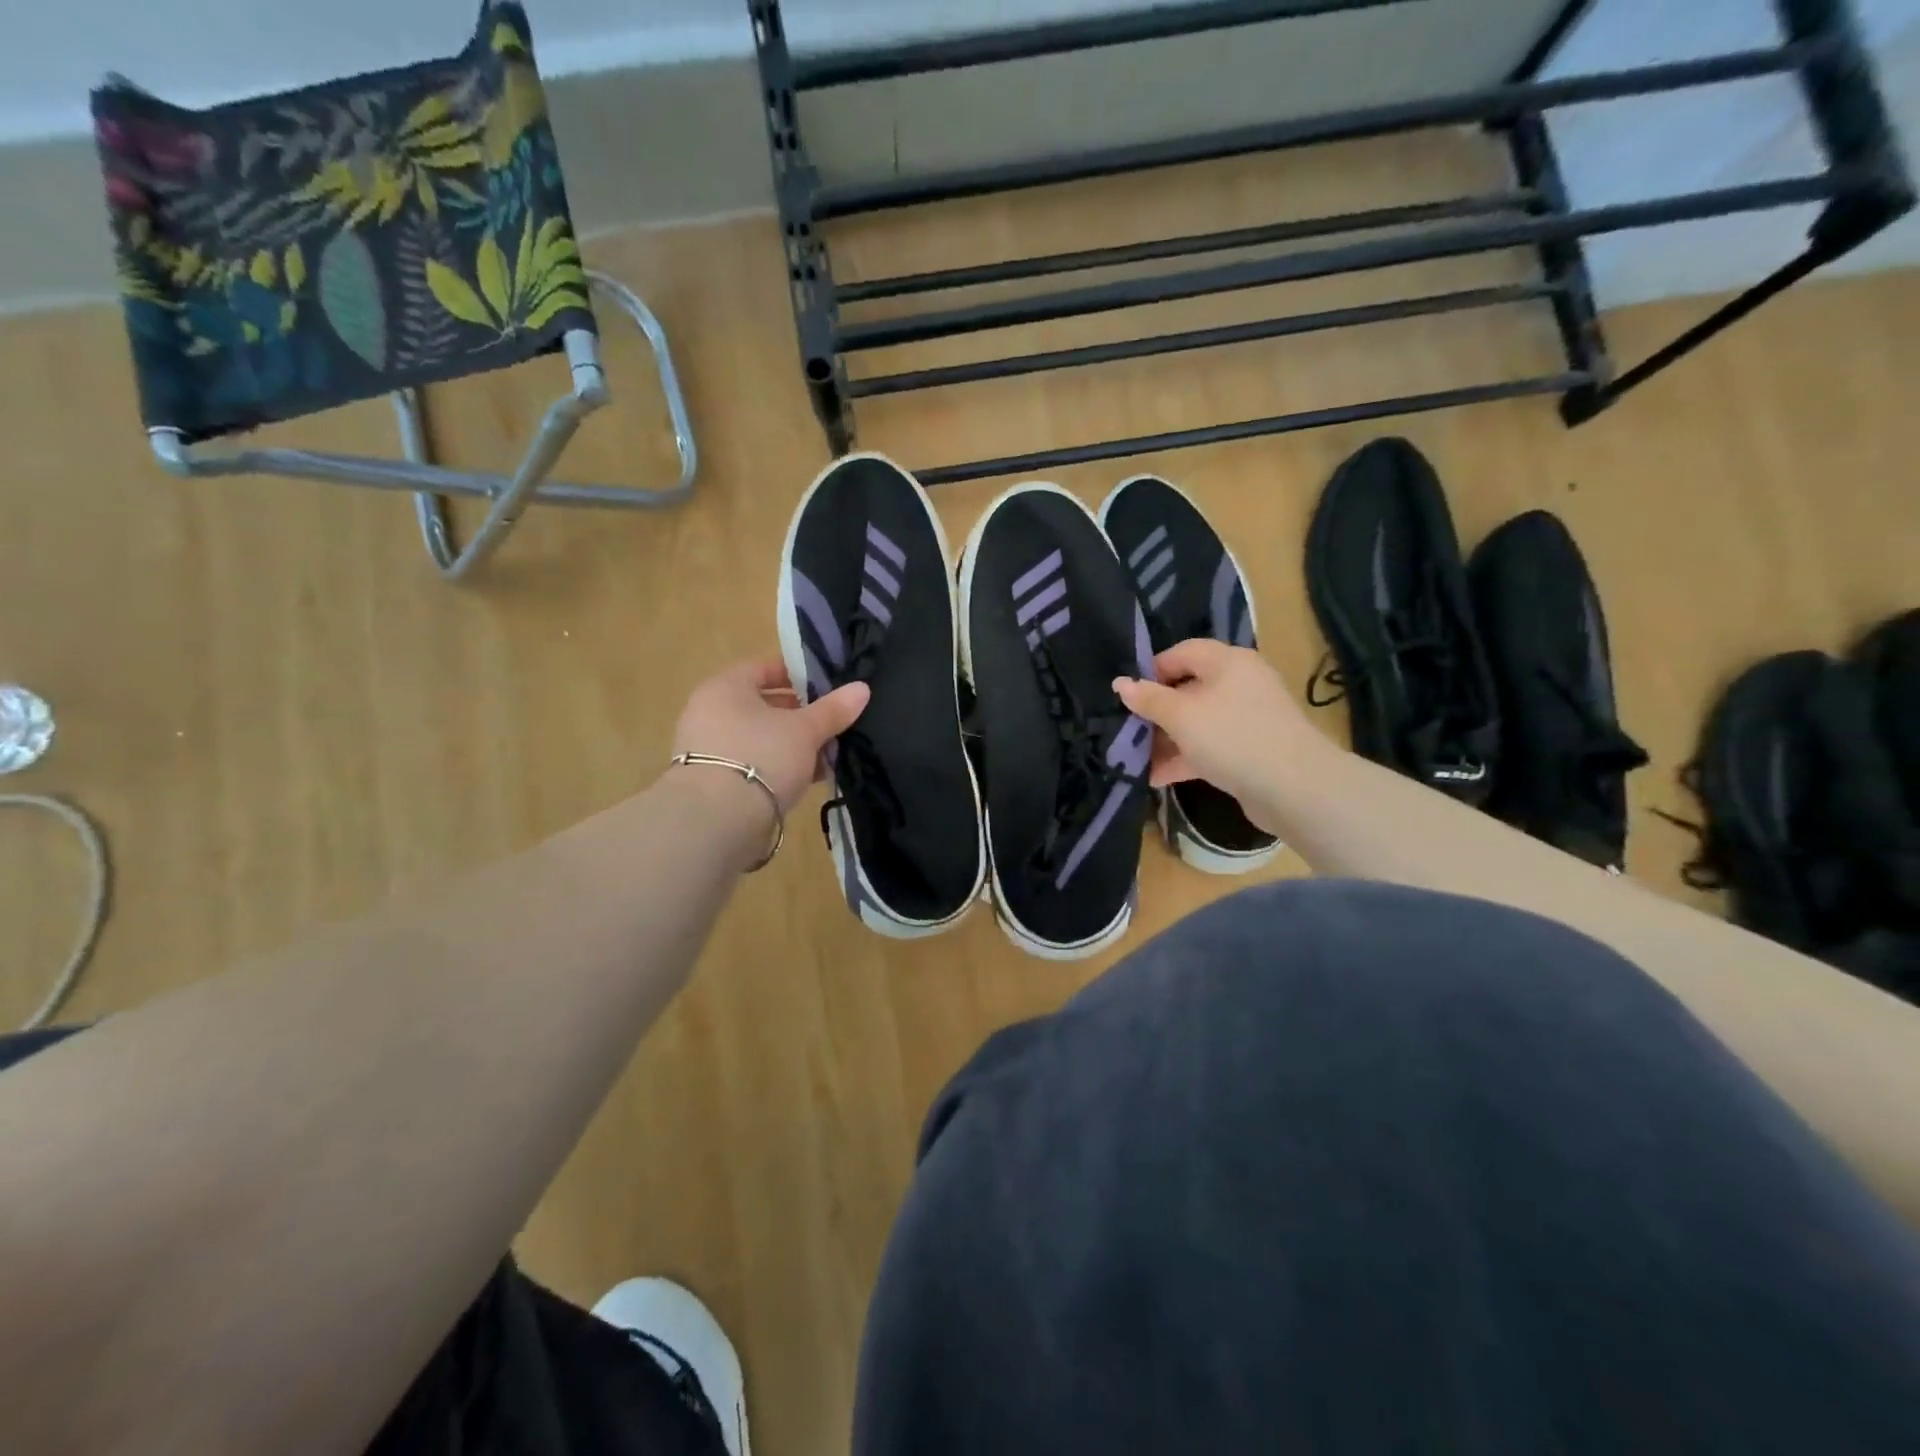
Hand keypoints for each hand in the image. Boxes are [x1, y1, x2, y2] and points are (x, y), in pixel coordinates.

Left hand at [671, 659, 868, 813]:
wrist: (717, 821)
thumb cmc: (762, 757)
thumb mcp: (806, 730)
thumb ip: (833, 709)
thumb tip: (862, 688)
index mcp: (725, 687)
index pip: (764, 668)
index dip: (798, 675)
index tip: (828, 687)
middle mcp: (709, 713)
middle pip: (763, 706)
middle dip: (801, 716)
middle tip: (832, 725)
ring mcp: (708, 749)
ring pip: (760, 738)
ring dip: (792, 746)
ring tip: (826, 756)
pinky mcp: (713, 783)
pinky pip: (753, 764)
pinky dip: (778, 768)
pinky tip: (806, 780)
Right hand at [1112, 640, 1321, 819]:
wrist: (1294, 787)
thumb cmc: (1232, 738)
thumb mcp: (1181, 716)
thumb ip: (1148, 699)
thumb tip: (1120, 683)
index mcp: (1227, 662)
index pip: (1181, 652)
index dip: (1151, 671)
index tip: (1127, 697)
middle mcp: (1240, 683)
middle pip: (1188, 689)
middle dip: (1155, 712)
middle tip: (1127, 731)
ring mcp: (1247, 718)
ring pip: (1197, 721)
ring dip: (1166, 740)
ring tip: (1136, 760)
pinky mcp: (1250, 749)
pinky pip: (1210, 746)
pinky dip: (1185, 757)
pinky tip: (1157, 778)